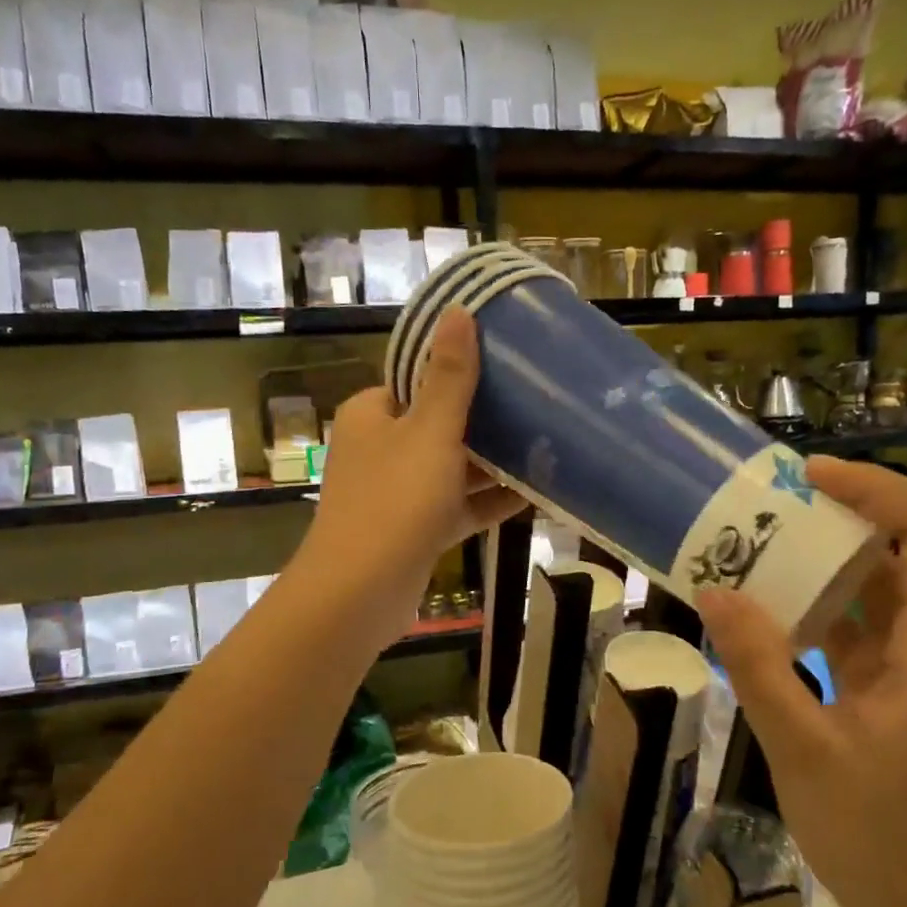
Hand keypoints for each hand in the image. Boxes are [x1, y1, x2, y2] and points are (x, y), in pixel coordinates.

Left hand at [302, 309, 526, 622]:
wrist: (360, 594)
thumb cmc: (394, 502)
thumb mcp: (429, 432)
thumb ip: (449, 377)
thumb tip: (458, 311)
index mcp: (373, 414)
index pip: (417, 378)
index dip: (459, 369)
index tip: (507, 363)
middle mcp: (381, 448)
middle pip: (439, 422)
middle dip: (486, 417)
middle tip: (538, 402)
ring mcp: (398, 492)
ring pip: (452, 466)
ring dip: (493, 460)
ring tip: (546, 443)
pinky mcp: (415, 529)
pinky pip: (458, 504)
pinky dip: (489, 499)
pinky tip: (535, 494)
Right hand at [696, 458, 906, 906]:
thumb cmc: (882, 838)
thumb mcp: (805, 750)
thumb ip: (759, 667)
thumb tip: (714, 591)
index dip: (877, 491)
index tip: (809, 476)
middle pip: (903, 548)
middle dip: (838, 513)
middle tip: (766, 502)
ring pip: (875, 585)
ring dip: (819, 557)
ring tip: (753, 541)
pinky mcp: (891, 685)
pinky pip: (854, 623)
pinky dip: (811, 603)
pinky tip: (761, 605)